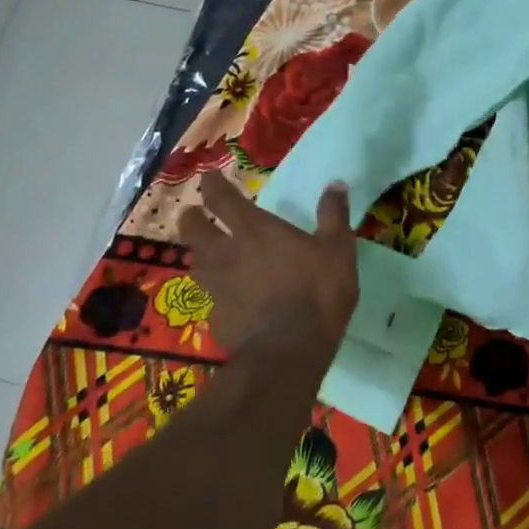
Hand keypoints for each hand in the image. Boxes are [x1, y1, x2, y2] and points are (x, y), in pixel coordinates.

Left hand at [178, 170, 358, 359]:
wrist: (288, 351)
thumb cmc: (316, 291)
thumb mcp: (337, 249)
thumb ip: (334, 215)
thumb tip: (335, 183)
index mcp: (254, 230)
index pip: (221, 199)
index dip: (211, 185)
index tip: (208, 177)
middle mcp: (226, 253)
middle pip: (193, 230)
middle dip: (190, 218)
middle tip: (193, 214)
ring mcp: (216, 287)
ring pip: (195, 263)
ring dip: (197, 253)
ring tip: (205, 252)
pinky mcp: (215, 318)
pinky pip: (208, 296)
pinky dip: (213, 290)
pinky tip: (225, 295)